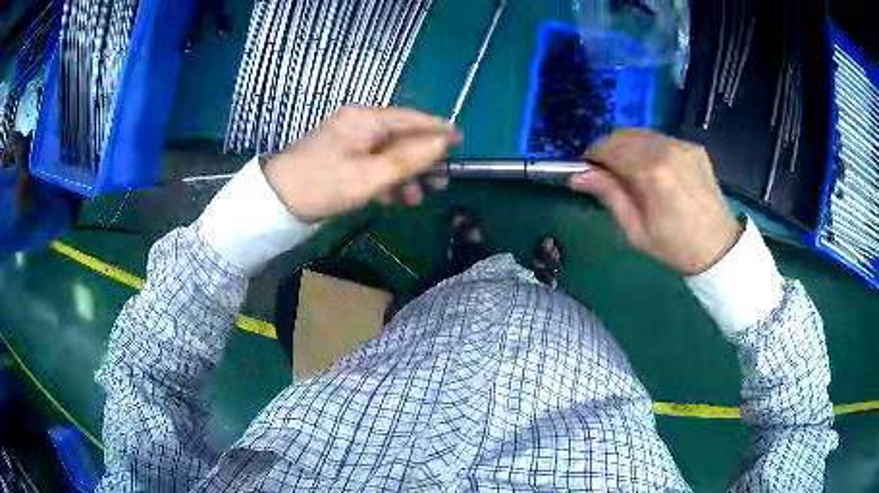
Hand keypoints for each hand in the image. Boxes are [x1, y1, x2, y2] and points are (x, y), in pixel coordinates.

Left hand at [262, 106, 460, 221]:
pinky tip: (394, 198)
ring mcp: (350, 140)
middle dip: (422, 159)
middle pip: (402, 136)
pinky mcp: (343, 156)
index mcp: (365, 119)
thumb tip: (442, 143)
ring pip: (389, 152)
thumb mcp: (370, 176)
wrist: (277, 201)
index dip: (438, 129)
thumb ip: (409, 159)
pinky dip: (386, 178)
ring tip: (418, 197)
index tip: (461, 141)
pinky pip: (373, 162)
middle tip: (442, 181)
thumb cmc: (324, 185)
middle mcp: (360, 123)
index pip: (411, 118)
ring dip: (405, 174)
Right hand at [569, 129, 741, 274]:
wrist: (718, 247)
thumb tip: (577, 176)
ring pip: (641, 133)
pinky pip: (660, 138)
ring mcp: (683, 145)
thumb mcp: (635, 230)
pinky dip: (647, 148)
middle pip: (624, 135)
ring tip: (629, 170)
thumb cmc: (674, 247)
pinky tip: (653, 169)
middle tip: (606, 172)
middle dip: (608, 149)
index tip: (587, 169)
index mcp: (653, 173)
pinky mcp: (693, 146)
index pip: (610, 148)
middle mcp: (667, 150)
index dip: (593, 156)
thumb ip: (609, 195)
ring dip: (627, 146)